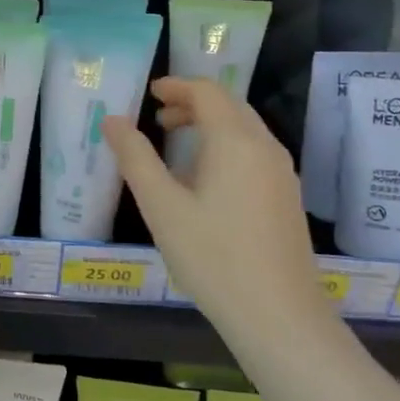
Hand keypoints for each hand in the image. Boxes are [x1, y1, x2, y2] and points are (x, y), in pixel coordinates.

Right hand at [104, 77, 325, 344]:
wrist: (278, 314)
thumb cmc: (212, 256)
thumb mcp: (161, 206)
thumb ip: (135, 157)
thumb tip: (113, 119)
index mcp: (235, 141)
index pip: (208, 92)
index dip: (177, 86)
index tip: (149, 93)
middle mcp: (265, 147)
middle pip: (229, 106)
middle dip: (192, 104)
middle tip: (158, 119)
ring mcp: (281, 173)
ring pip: (244, 129)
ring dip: (209, 125)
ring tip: (175, 147)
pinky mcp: (286, 196)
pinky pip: (253, 153)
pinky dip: (225, 147)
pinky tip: (204, 180)